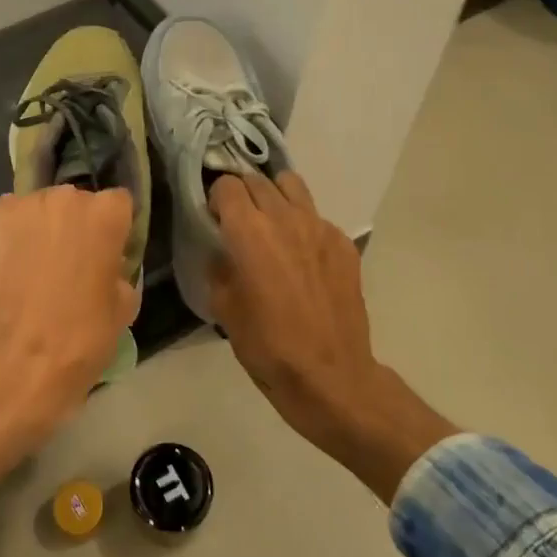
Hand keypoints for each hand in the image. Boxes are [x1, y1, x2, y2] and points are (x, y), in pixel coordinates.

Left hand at [0, 187, 136, 494]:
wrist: (23, 360)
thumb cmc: (83, 336)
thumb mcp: (124, 305)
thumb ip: (118, 270)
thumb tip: (106, 265)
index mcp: (107, 214)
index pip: (118, 204)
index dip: (114, 229)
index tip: (108, 253)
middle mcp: (68, 198)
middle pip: (77, 202)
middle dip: (76, 225)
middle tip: (71, 262)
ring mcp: (27, 206)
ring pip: (42, 207)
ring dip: (43, 227)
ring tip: (36, 263)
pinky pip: (10, 215)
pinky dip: (13, 232)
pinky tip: (12, 261)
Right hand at [208, 172, 457, 501]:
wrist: (330, 376)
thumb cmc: (267, 346)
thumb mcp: (224, 309)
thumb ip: (220, 268)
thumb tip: (223, 253)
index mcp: (250, 231)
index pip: (227, 185)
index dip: (215, 198)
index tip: (213, 219)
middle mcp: (285, 218)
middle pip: (258, 179)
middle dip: (242, 193)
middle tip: (237, 220)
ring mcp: (320, 228)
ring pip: (292, 185)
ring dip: (274, 195)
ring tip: (270, 222)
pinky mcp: (344, 244)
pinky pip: (317, 216)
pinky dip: (303, 224)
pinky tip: (302, 256)